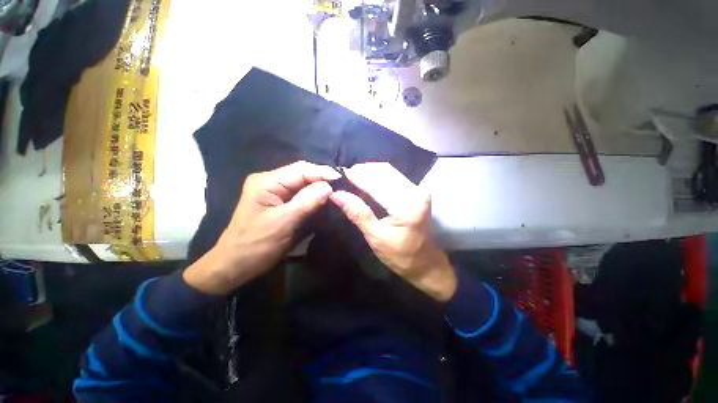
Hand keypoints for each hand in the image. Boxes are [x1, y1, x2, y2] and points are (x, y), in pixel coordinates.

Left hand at [184, 161, 339, 294]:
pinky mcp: (281, 205)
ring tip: (338, 194)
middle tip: (343, 187)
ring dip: (320, 190)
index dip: (322, 172)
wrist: (235, 267)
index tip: (341, 179)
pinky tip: (326, 204)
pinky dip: (314, 200)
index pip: (301, 169)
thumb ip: (307, 202)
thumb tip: (329, 186)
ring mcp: (276, 194)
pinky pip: (302, 198)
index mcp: (268, 182)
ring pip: (304, 187)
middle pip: (303, 176)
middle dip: (322, 181)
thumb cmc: (256, 245)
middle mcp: (272, 183)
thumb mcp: (283, 223)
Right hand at [330, 163, 456, 301]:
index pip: (377, 183)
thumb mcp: (375, 237)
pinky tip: (367, 180)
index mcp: (406, 206)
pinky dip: (378, 176)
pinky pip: (394, 176)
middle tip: (344, 175)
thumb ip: (357, 213)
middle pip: (384, 171)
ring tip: (353, 176)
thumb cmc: (399, 255)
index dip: (357, 176)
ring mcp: (418, 190)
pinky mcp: (417, 191)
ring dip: (369, 171)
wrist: (424, 261)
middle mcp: (415, 192)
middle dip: (362, 170)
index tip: (339, 173)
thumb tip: (337, 194)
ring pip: (389, 171)